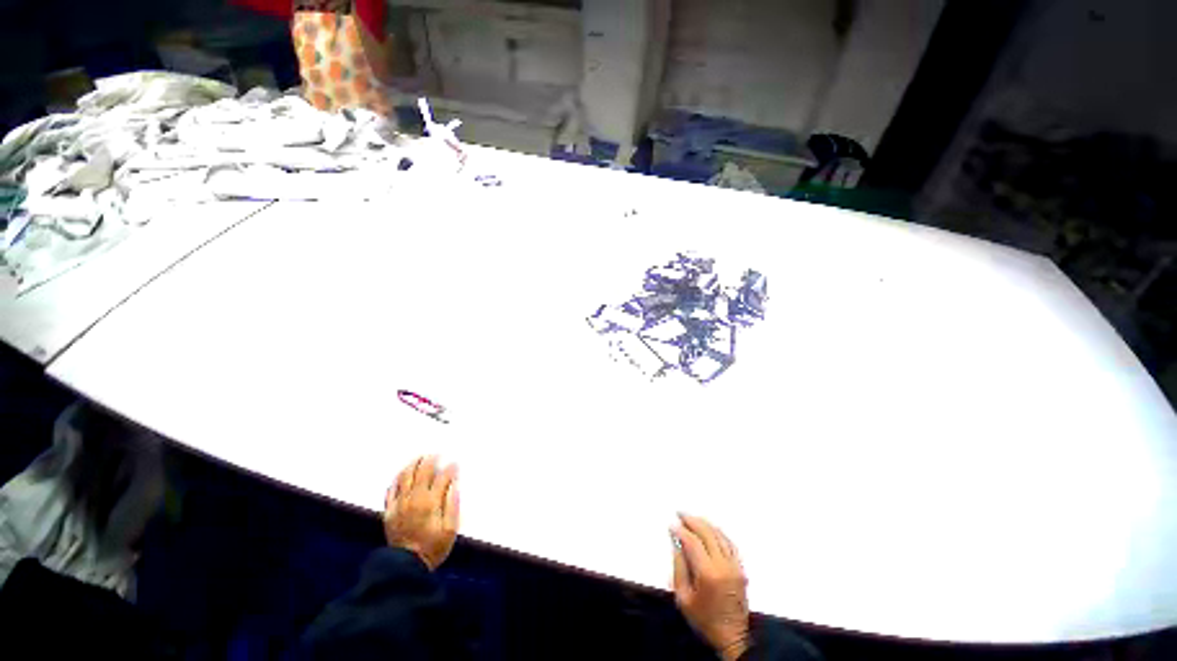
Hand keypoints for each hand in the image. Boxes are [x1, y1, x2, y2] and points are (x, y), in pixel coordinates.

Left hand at [384, 456, 458, 570]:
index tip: (455, 464)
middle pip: (422, 472)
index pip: (442, 477)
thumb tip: (454, 484)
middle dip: (431, 460)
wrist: (405, 567)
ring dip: (413, 464)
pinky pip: (391, 489)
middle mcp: (414, 499)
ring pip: (405, 477)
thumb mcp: (450, 529)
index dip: (450, 468)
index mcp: (431, 502)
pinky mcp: (389, 511)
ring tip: (420, 457)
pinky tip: (402, 474)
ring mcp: (399, 504)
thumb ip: (453, 504)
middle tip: (437, 453)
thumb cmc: (433, 547)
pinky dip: (397, 478)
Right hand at [671, 514, 750, 660]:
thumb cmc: (703, 619)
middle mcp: (723, 566)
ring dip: (705, 523)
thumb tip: (676, 543)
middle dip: (692, 521)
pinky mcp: (741, 569)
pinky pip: (730, 543)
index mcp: (708, 574)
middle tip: (680, 513)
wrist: (731, 638)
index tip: (672, 525)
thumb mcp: (683, 598)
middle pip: (707, 533)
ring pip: (720, 535)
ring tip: (693, 518)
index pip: (693, 542)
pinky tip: (710, 529)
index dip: (681, 531)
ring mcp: (735, 566)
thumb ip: (679, 568)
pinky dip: (719, 532)